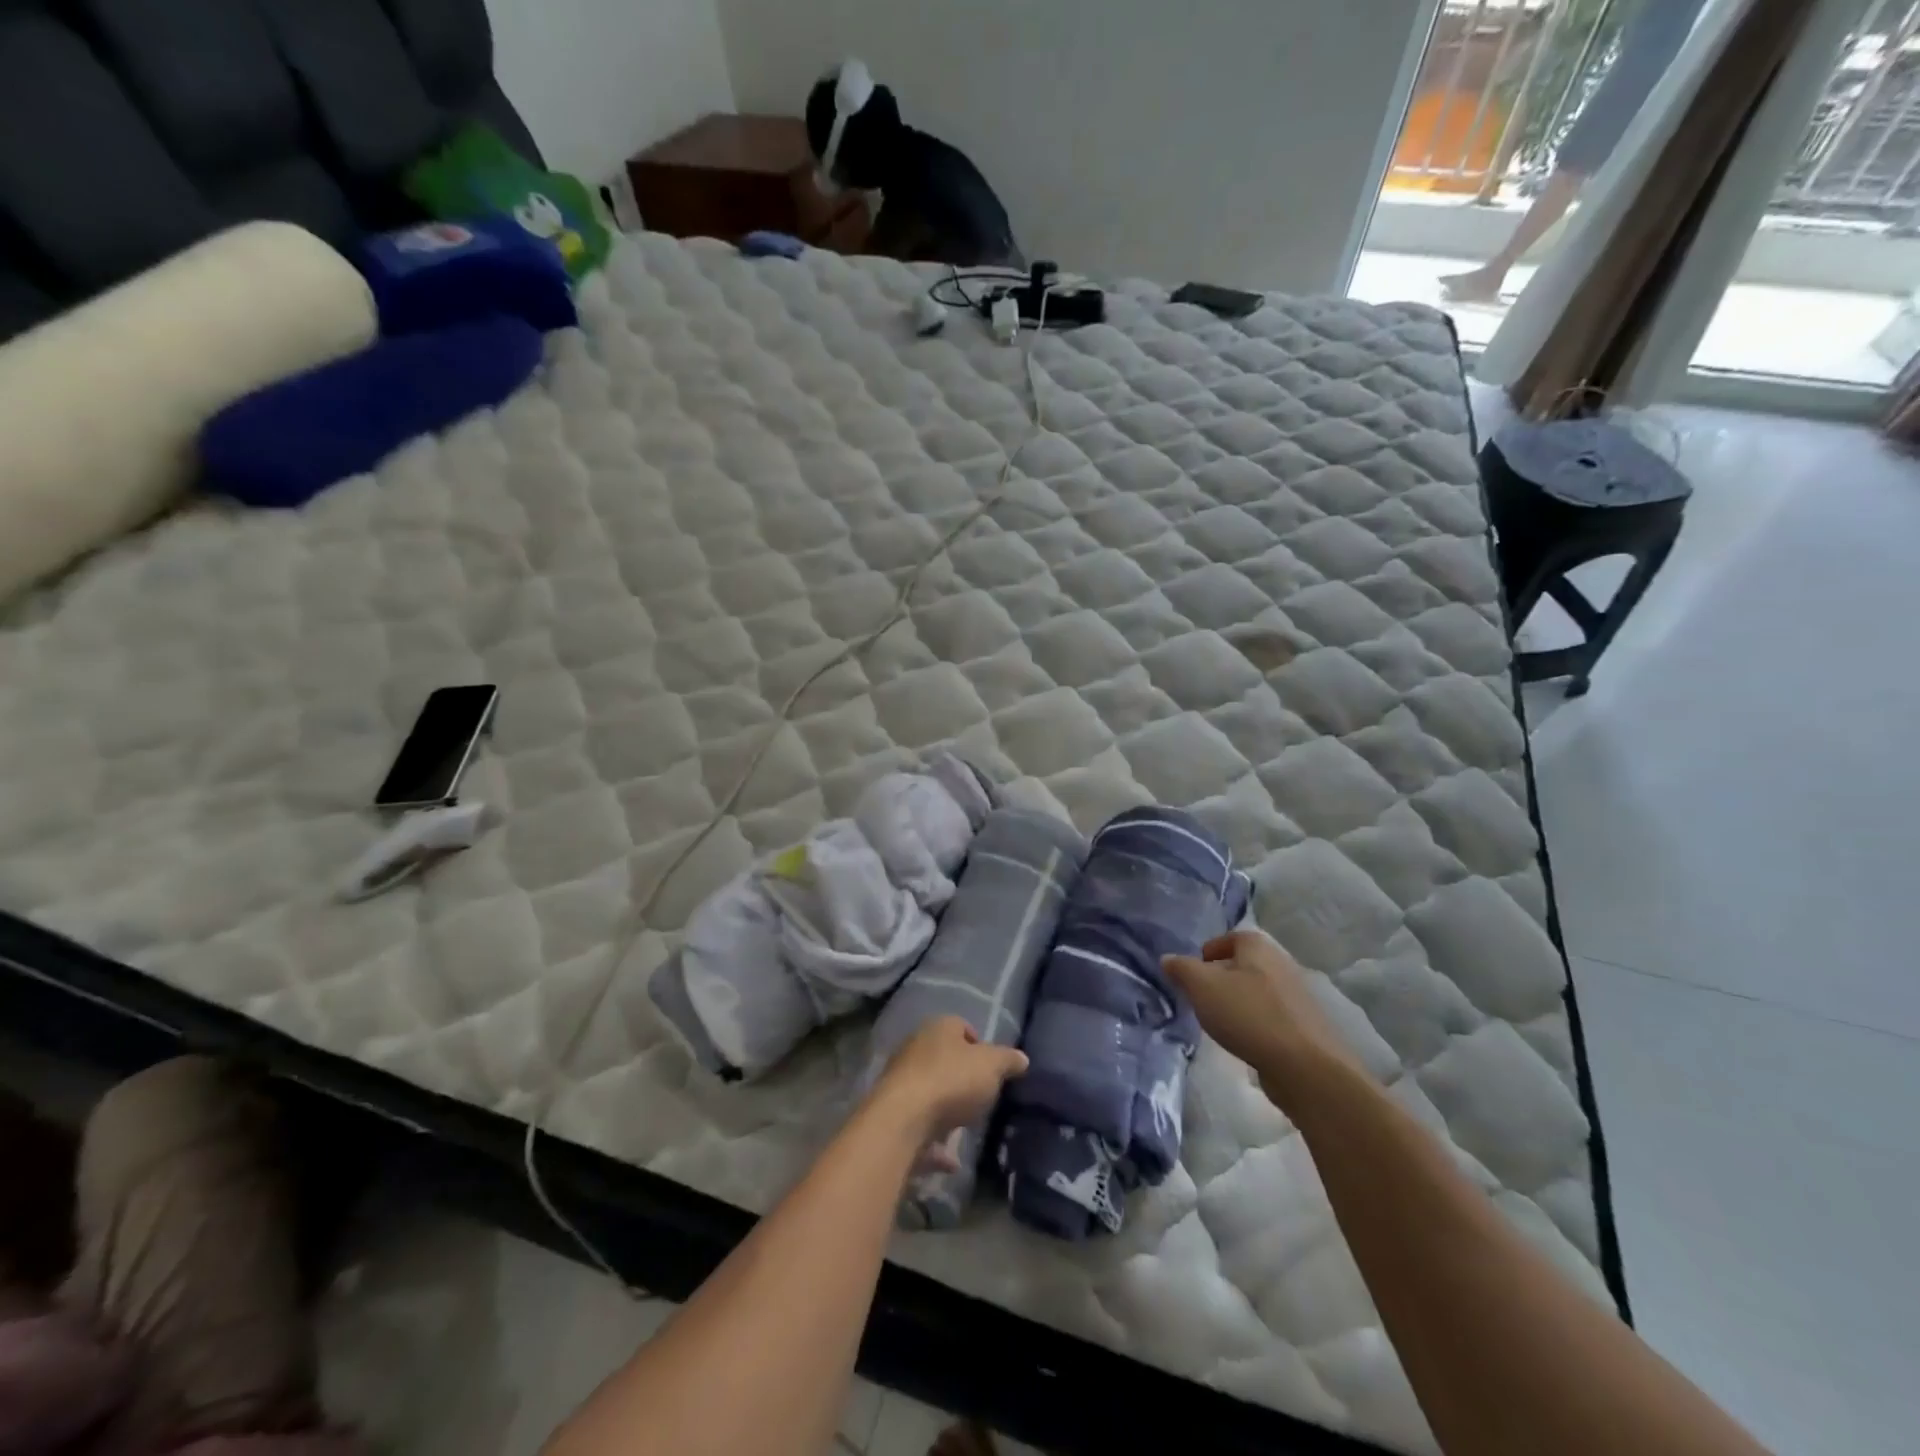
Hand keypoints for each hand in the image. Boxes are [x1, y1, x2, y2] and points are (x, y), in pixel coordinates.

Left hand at [871, 1017, 1027, 1157]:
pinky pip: (920, 1126)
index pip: (961, 1026)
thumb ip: (1008, 1060)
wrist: (902, 1120)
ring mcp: (901, 1081)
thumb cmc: (951, 1080)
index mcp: (939, 1028)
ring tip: (967, 1128)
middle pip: (943, 1058)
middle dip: (962, 1076)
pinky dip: (935, 1142)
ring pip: (930, 1091)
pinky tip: (951, 1161)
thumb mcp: (992, 1066)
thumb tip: (1022, 1058)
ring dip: (946, 1108)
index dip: (979, 1044)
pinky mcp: (893, 1114)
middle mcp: (916, 1048)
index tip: (993, 1068)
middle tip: (982, 1096)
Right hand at [1163, 930, 1362, 1108]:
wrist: (1306, 1066)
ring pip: (1258, 991)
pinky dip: (1257, 1022)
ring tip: (1222, 1022)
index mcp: (1258, 946)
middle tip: (1203, 998)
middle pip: (1244, 964)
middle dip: (1222, 978)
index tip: (1193, 974)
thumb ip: (1181, 969)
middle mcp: (1281, 962)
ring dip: (1240, 1002)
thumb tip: (1167, 959)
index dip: (1208, 953)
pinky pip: (1272, 1015)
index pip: (1228, 938)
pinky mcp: (1306, 1025)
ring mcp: (1298, 995)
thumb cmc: (1248, 1015)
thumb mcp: (1202, 987)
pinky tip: (1247, 1040)